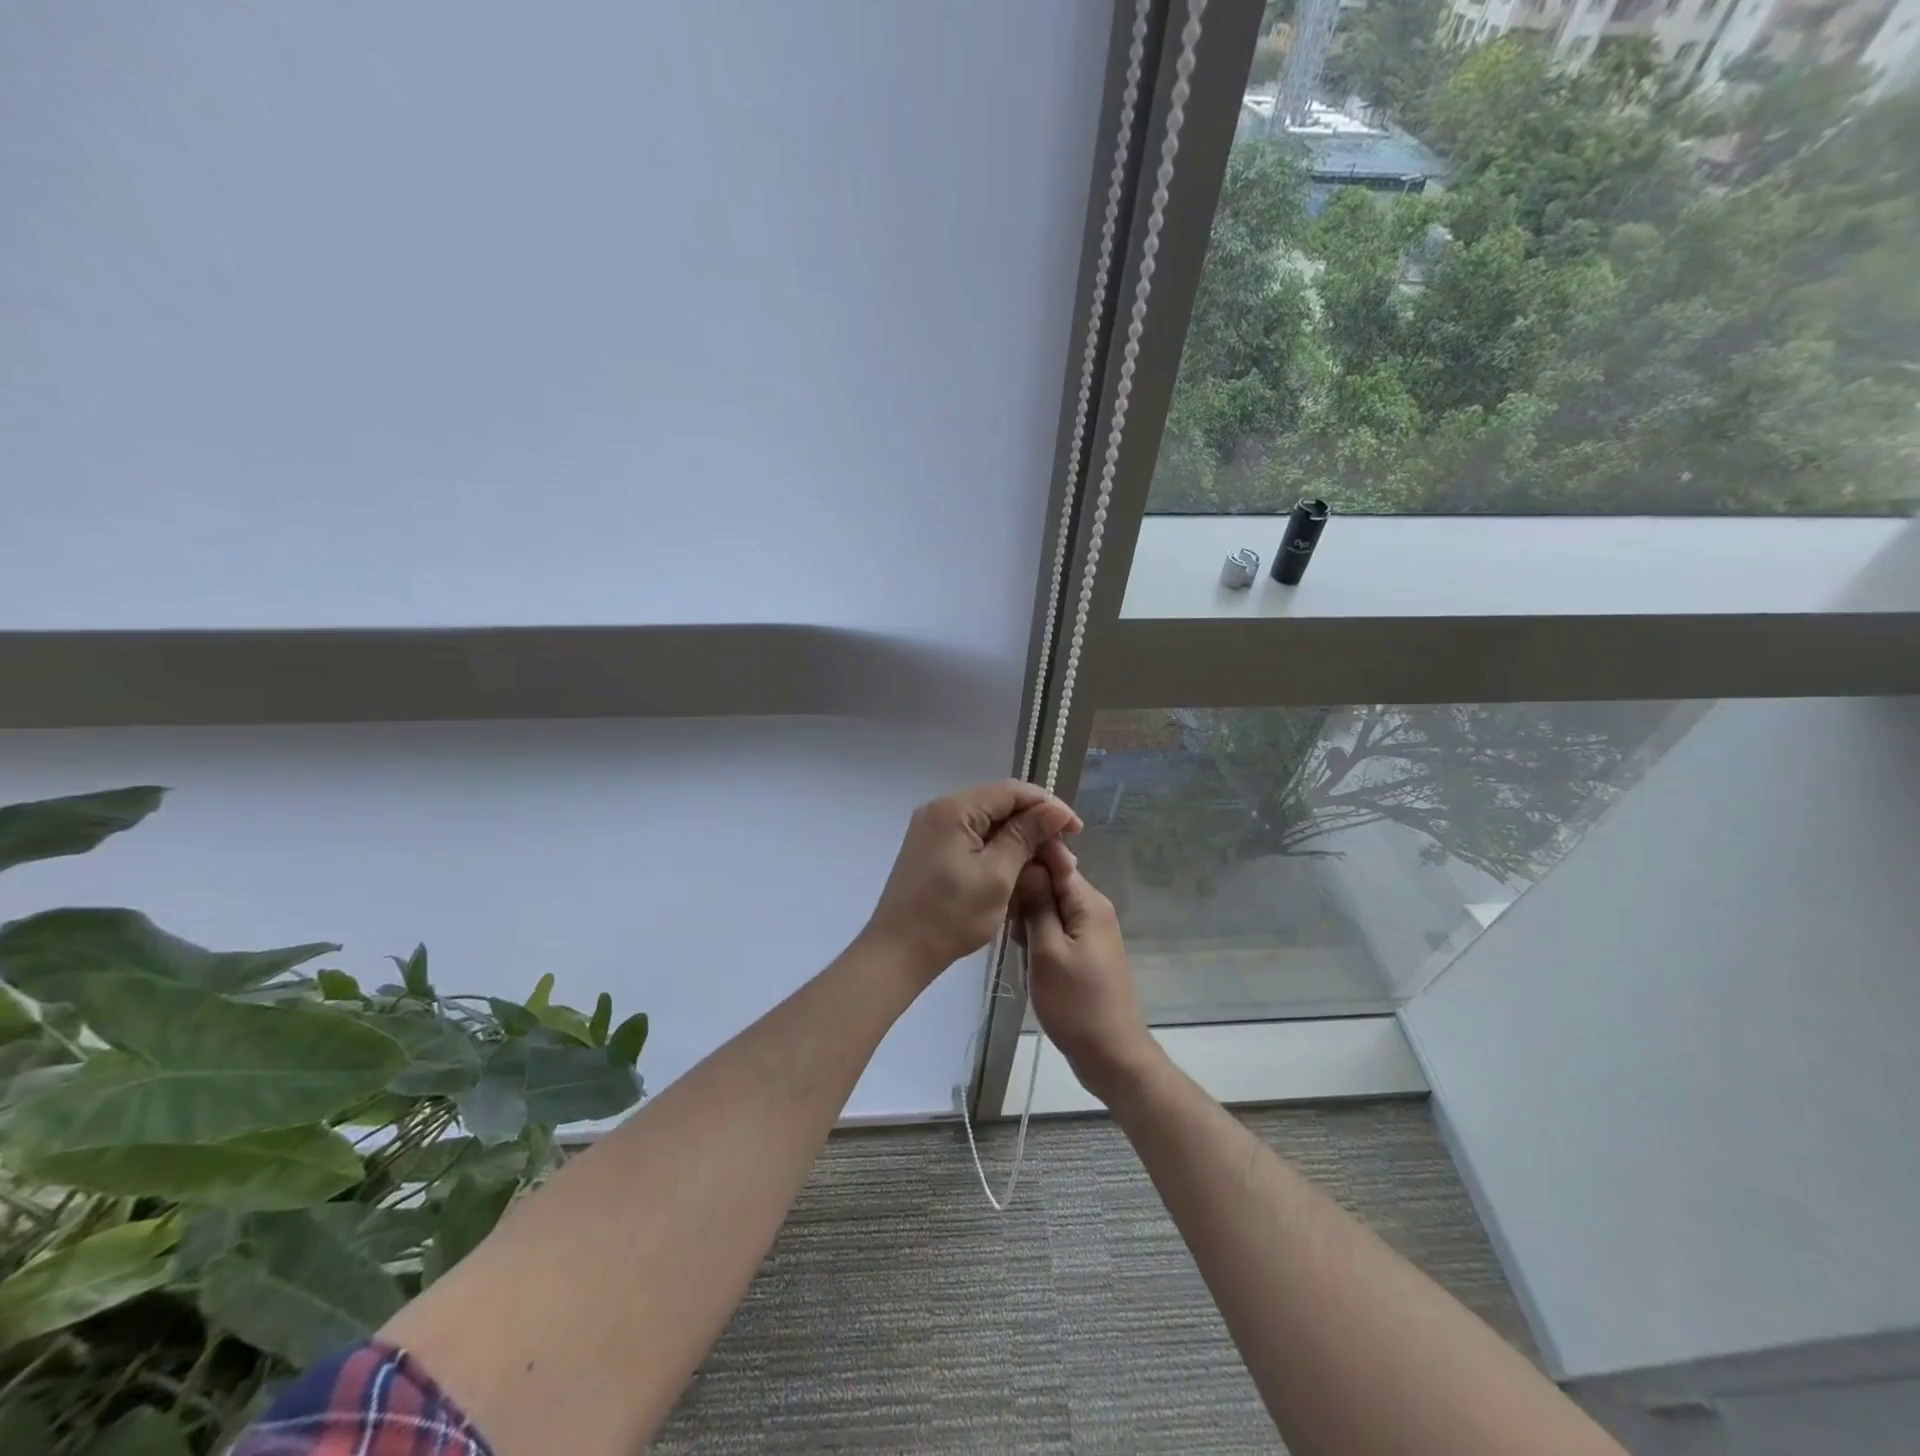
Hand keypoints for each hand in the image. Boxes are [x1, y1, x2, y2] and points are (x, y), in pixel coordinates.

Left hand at [862, 779, 1081, 983]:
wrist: (898, 952)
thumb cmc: (951, 915)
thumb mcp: (997, 875)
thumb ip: (1026, 836)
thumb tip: (1056, 809)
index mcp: (954, 809)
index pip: (1011, 791)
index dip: (1047, 806)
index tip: (1076, 830)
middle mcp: (939, 809)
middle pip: (998, 804)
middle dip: (1034, 824)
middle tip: (1063, 852)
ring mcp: (932, 829)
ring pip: (986, 822)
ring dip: (1017, 839)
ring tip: (1045, 863)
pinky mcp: (930, 849)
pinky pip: (971, 838)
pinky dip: (996, 850)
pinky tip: (1016, 868)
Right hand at [1016, 840, 1161, 1101]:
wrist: (1110, 1054)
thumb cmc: (1075, 1003)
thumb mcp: (1047, 951)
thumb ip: (1036, 904)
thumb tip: (1028, 861)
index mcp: (1088, 902)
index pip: (1055, 857)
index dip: (1026, 856)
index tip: (997, 867)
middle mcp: (1093, 907)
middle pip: (1051, 879)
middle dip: (1024, 892)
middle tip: (1004, 918)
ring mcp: (1090, 929)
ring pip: (1049, 904)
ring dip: (1028, 917)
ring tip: (1013, 941)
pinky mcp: (1084, 948)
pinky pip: (1055, 925)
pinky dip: (1037, 934)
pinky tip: (1024, 954)